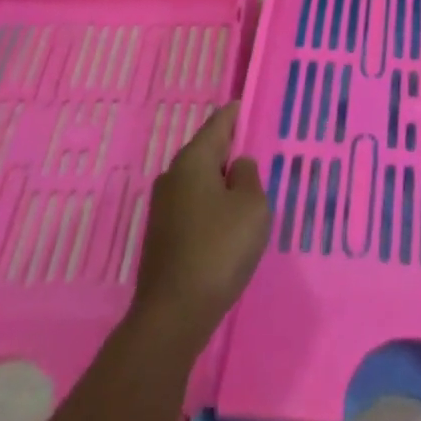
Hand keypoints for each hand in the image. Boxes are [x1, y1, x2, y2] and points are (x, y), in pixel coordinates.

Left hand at [130, 102, 269, 352]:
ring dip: (221, 180)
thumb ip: (249, 176)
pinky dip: (212, 204)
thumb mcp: (251, 206)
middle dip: (230, 148)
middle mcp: (172, 176)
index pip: (218, 123)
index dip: (237, 113)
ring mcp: (163, 207)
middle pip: (206, 150)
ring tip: (248, 187)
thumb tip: (237, 166)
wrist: (173, 315)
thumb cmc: (218, 250)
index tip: (250, 105)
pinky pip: (193, 205)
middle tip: (257, 149)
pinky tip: (228, 221)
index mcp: (193, 160)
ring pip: (199, 180)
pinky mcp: (162, 235)